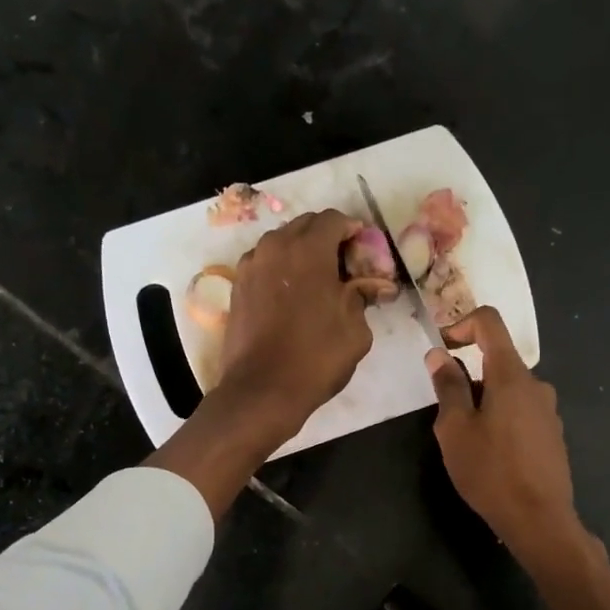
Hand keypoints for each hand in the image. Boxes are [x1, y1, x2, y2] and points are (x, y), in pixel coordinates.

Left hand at [147, 210, 391, 520]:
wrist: (262, 390)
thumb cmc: (316, 359)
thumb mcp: (355, 330)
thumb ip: (363, 297)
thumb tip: (372, 285)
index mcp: (308, 250)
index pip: (334, 219)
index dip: (353, 232)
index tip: (364, 253)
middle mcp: (275, 247)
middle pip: (305, 226)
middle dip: (327, 239)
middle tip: (344, 267)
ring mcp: (251, 265)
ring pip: (282, 243)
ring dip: (302, 253)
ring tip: (318, 283)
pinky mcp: (238, 287)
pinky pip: (265, 264)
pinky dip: (281, 270)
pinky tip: (293, 297)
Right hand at [427, 307, 583, 563]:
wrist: (539, 518)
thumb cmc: (490, 471)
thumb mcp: (456, 429)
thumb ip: (448, 387)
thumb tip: (439, 354)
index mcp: (511, 375)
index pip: (490, 323)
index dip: (462, 324)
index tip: (442, 347)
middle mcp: (536, 384)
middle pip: (498, 360)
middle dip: (469, 376)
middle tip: (447, 415)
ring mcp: (548, 410)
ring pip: (509, 390)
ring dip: (485, 401)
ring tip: (468, 441)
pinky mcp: (553, 434)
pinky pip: (522, 412)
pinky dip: (501, 418)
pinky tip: (492, 455)